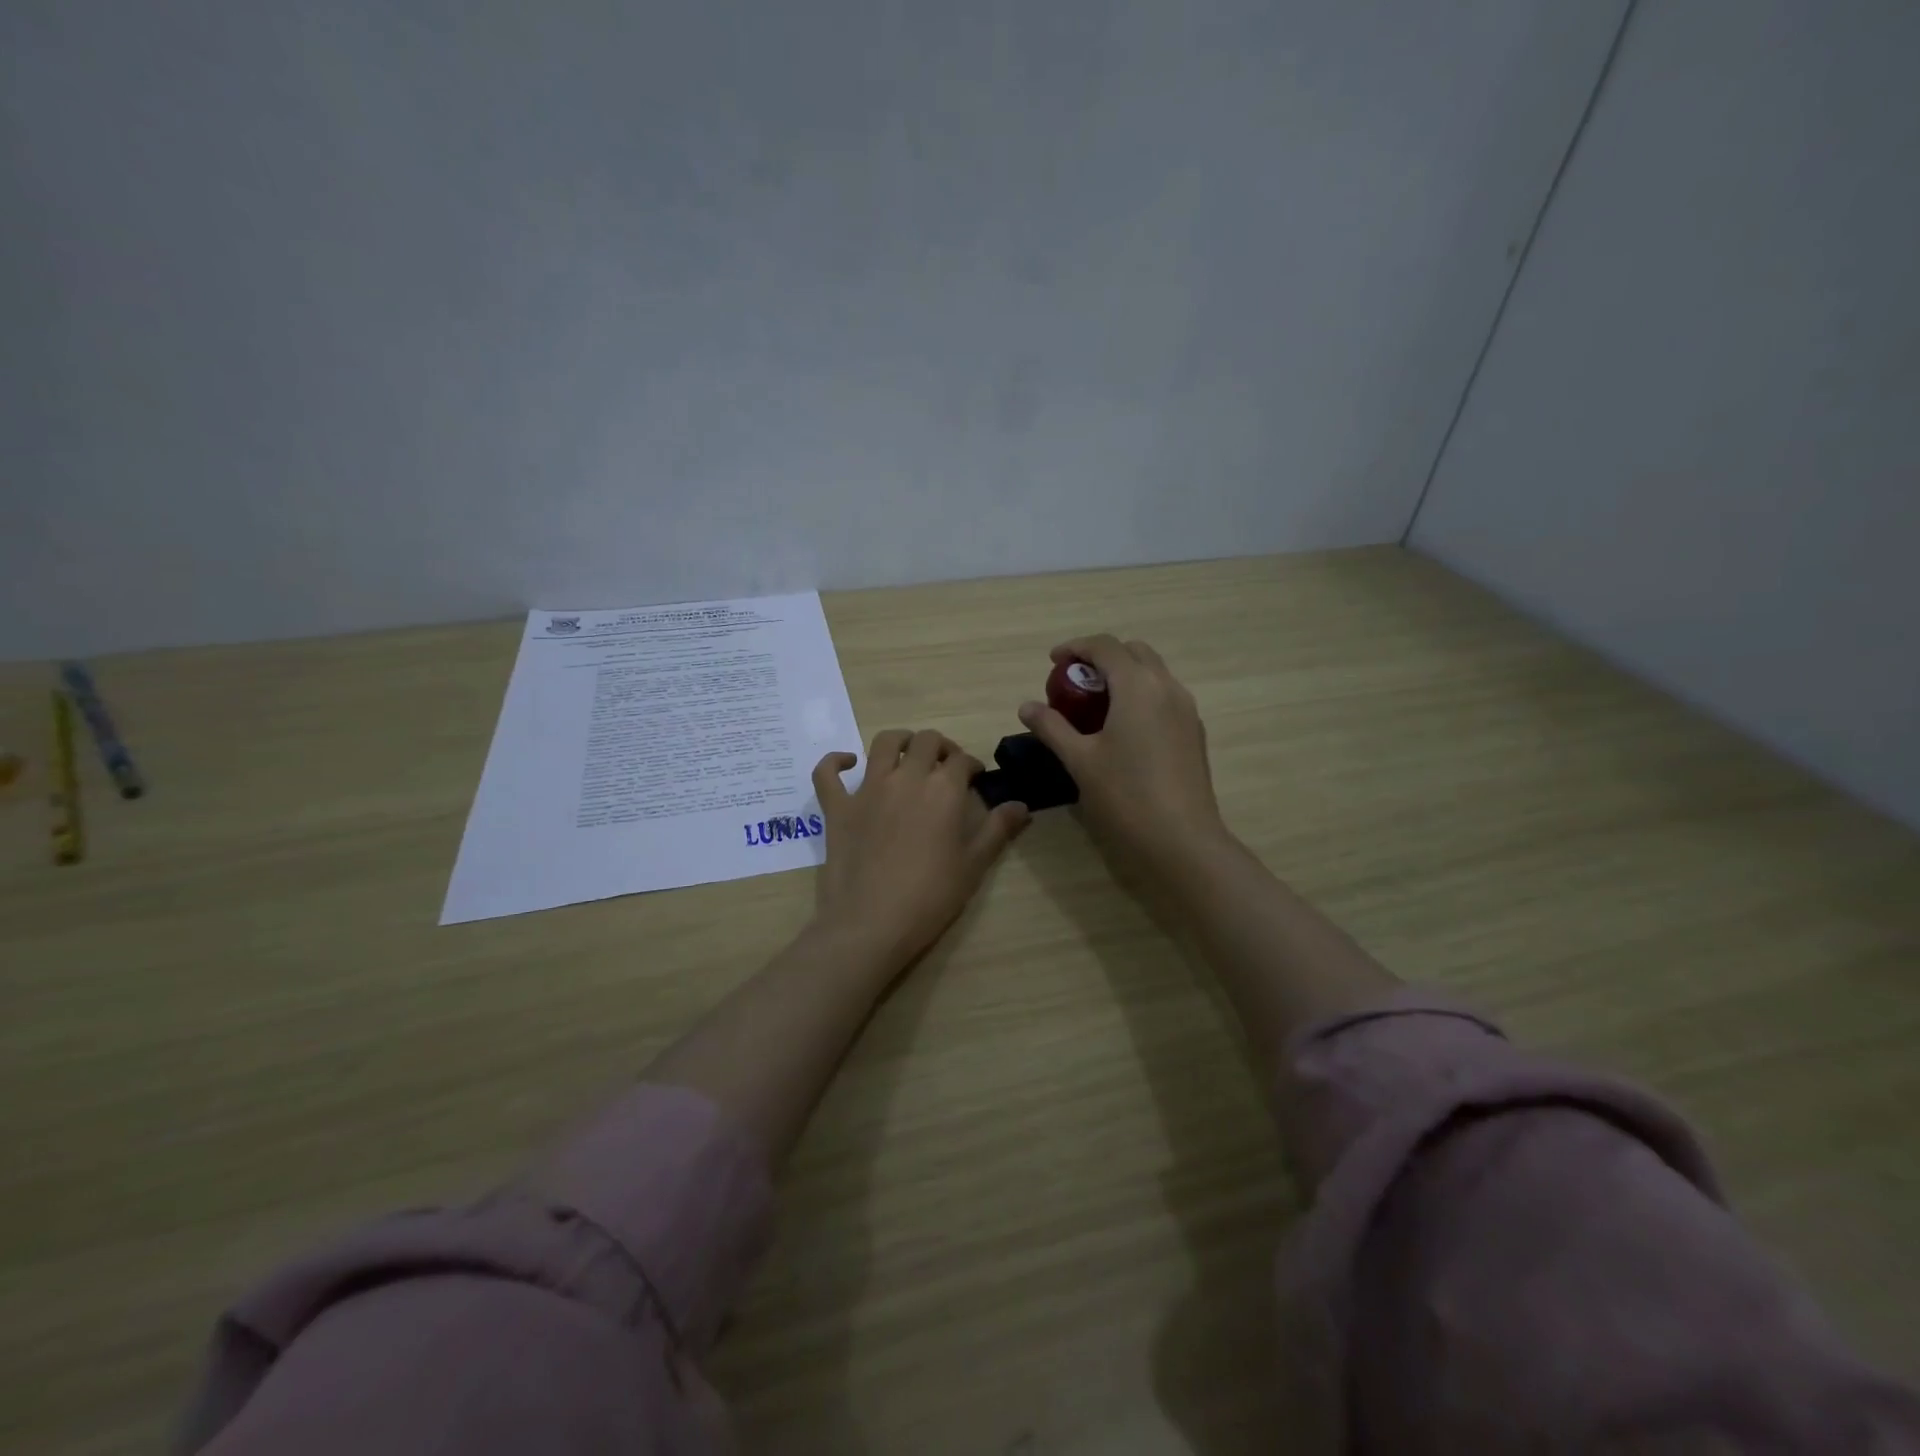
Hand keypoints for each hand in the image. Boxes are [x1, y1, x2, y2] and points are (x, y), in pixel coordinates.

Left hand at [810, 728, 1029, 972]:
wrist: (872, 923)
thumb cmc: (930, 897)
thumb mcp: (973, 865)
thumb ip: (997, 830)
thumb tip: (1022, 805)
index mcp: (943, 790)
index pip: (962, 760)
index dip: (972, 765)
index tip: (976, 778)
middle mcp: (905, 778)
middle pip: (925, 742)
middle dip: (940, 747)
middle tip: (945, 765)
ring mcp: (867, 789)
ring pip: (882, 743)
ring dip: (899, 741)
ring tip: (907, 753)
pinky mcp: (837, 807)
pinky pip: (827, 772)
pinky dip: (834, 762)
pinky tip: (846, 763)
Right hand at [1018, 635, 1225, 866]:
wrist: (1182, 840)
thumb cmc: (1125, 795)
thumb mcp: (1080, 760)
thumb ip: (1052, 727)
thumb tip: (1026, 706)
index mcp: (1138, 686)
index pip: (1105, 646)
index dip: (1076, 647)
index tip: (1053, 662)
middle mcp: (1167, 687)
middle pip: (1134, 652)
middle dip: (1103, 657)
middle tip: (1075, 682)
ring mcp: (1186, 710)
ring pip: (1153, 673)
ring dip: (1124, 676)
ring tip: (1095, 705)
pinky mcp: (1194, 732)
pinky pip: (1164, 696)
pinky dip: (1141, 696)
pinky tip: (1123, 729)